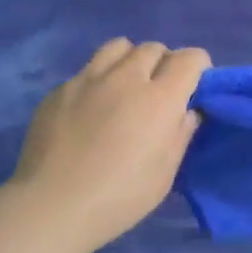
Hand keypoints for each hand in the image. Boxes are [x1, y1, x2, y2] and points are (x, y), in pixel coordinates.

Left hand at [9, 39, 209, 248]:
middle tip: (159, 91)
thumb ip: (180, 134)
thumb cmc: (120, 196)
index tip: (195, 85)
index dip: (198, 67)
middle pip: (153, 48)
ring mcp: (88, 79)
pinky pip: (87, 70)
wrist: (53, 205)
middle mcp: (126, 78)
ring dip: (130, 60)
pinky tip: (90, 109)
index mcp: (160, 98)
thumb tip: (187, 111)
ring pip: (118, 47)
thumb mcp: (165, 173)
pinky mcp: (60, 90)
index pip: (190, 58)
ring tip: (126, 86)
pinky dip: (98, 80)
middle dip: (164, 63)